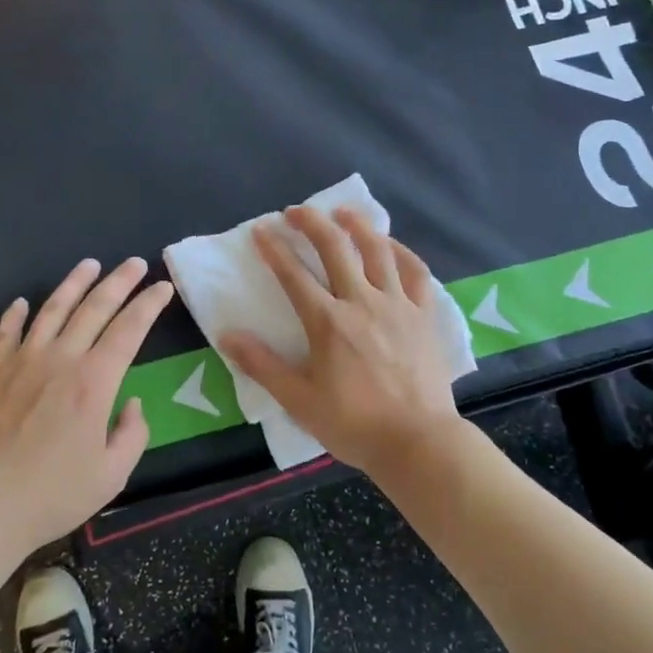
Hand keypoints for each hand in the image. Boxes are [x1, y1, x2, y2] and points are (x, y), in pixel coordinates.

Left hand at [0, 257, 172, 558]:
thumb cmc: (51, 495)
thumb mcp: (111, 476)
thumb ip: (132, 435)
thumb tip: (132, 404)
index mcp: (94, 383)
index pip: (129, 330)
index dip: (149, 305)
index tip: (163, 287)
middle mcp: (60, 360)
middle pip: (94, 308)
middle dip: (119, 282)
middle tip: (135, 263)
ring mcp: (22, 363)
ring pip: (52, 310)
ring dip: (74, 284)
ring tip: (90, 264)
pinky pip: (6, 334)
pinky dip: (15, 315)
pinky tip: (21, 302)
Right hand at [223, 206, 461, 476]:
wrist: (418, 441)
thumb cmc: (354, 424)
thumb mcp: (299, 400)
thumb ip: (263, 365)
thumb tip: (228, 336)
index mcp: (328, 322)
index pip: (293, 275)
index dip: (273, 249)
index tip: (260, 230)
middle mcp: (362, 302)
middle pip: (335, 248)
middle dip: (312, 223)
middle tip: (295, 210)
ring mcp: (398, 305)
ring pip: (377, 250)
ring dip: (357, 225)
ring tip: (342, 212)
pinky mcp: (424, 315)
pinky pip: (416, 272)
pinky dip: (401, 251)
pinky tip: (390, 244)